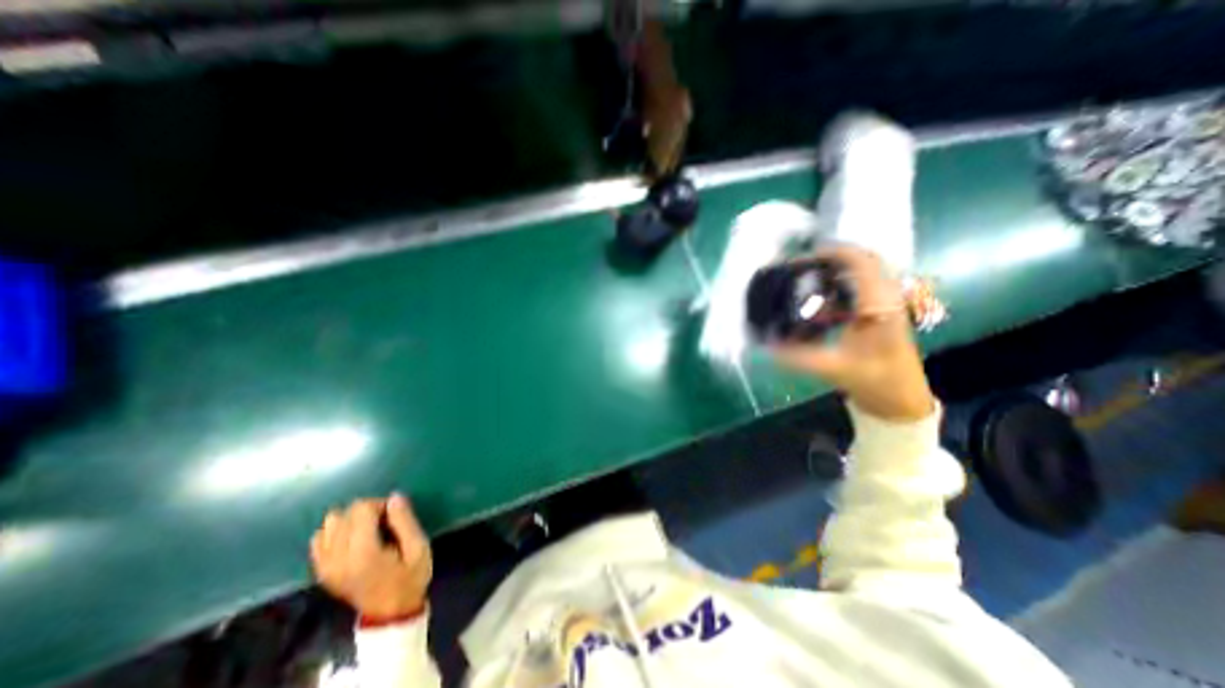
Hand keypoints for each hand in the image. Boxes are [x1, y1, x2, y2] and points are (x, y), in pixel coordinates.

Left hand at [309, 495, 431, 618]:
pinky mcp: (321, 571)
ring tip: (368, 530)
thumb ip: (405, 521)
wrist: (390, 612)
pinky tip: (351, 539)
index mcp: (363, 553)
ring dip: (351, 520)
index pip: (361, 510)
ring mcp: (325, 566)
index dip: (381, 505)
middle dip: (367, 511)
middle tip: (386, 523)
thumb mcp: (419, 548)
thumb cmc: (410, 577)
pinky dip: (335, 532)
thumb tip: (394, 497)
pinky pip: (318, 539)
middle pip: (344, 514)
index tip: (396, 516)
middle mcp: (337, 559)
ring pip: (330, 524)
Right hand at [774, 245, 940, 421]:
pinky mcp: (882, 311)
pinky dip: (839, 288)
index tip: (805, 257)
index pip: (861, 262)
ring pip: (863, 273)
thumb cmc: (873, 380)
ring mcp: (887, 303)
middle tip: (802, 266)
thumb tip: (766, 344)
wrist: (901, 398)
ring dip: (836, 272)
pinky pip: (861, 288)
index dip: (833, 253)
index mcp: (879, 305)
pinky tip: (819, 304)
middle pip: (863, 261)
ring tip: (807, 279)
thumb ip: (797, 357)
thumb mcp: (832, 368)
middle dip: (832, 259)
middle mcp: (886, 297)